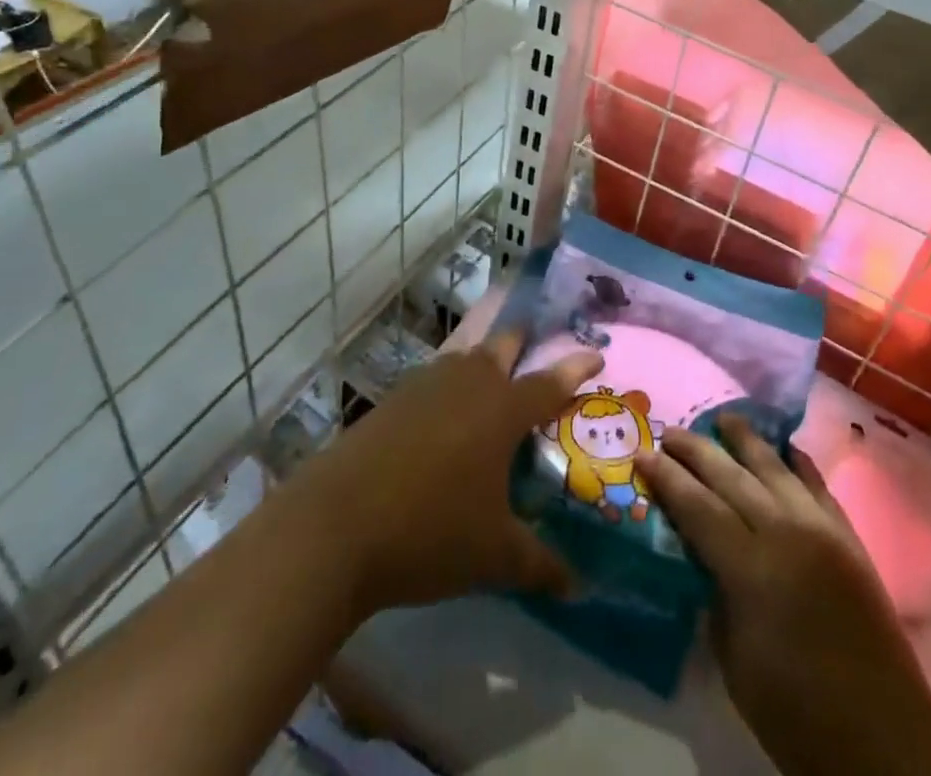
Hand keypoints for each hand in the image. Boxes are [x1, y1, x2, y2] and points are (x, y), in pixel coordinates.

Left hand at [293, 329, 601, 618]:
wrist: (334, 527)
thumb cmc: (430, 532)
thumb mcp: (493, 556)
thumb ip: (540, 565)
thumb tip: (578, 587)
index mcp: (503, 409)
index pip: (551, 381)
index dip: (577, 366)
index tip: (596, 353)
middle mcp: (468, 383)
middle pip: (504, 347)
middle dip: (524, 345)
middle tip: (536, 354)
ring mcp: (425, 386)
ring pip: (465, 359)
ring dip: (483, 365)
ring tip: (491, 388)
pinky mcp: (392, 399)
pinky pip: (434, 381)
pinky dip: (449, 388)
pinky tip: (443, 420)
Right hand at [638, 417, 930, 775]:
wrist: (885, 738)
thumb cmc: (798, 713)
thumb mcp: (736, 662)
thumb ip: (716, 598)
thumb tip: (703, 561)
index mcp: (751, 569)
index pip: (698, 507)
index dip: (667, 479)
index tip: (643, 454)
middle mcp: (785, 533)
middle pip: (732, 476)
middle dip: (697, 450)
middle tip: (671, 431)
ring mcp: (821, 529)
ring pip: (776, 468)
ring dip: (746, 440)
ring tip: (724, 418)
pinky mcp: (848, 537)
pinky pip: (817, 484)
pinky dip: (797, 462)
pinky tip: (785, 449)